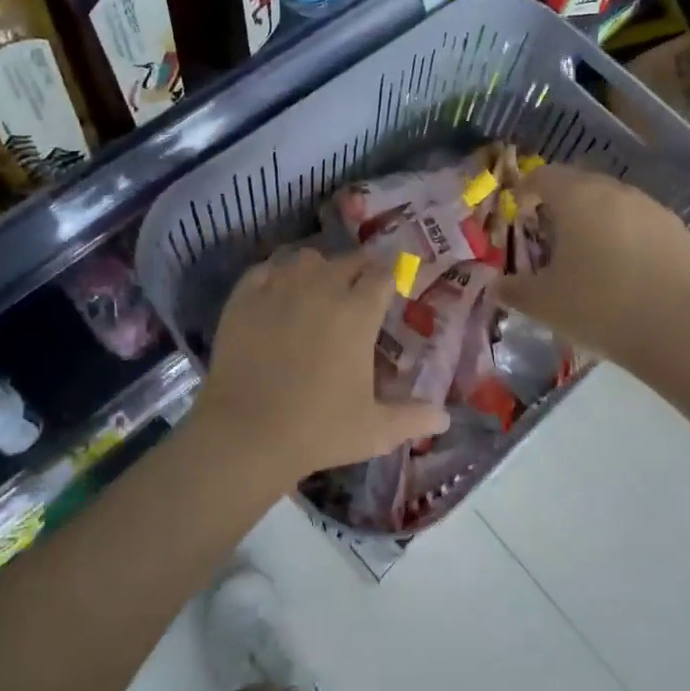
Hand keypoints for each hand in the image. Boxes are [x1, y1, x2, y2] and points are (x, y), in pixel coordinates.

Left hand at [197, 247, 448, 483]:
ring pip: (307, 258)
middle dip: (361, 268)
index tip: (394, 283)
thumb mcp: (375, 430)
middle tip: (361, 285)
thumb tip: (444, 417)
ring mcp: (280, 287)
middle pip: (348, 260)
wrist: (245, 432)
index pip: (383, 274)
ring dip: (320, 267)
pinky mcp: (245, 296)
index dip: (391, 275)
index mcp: (358, 312)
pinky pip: (267, 268)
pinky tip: (279, 288)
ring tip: (320, 285)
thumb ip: (413, 418)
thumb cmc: (317, 430)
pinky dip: (278, 272)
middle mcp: (322, 288)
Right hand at [498, 164, 689, 366]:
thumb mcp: (544, 304)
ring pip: (615, 205)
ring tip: (590, 257)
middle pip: (581, 185)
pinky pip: (644, 226)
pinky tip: (628, 274)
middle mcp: (617, 192)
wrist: (683, 333)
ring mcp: (655, 211)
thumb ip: (514, 290)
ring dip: (597, 221)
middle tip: (550, 237)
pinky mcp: (682, 234)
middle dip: (562, 205)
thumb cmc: (600, 307)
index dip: (526, 190)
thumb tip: (496, 286)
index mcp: (578, 198)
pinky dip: (628, 239)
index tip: (520, 213)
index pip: (544, 175)